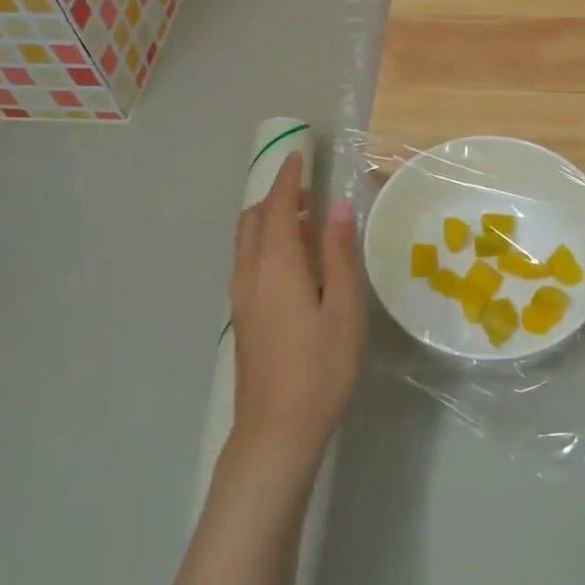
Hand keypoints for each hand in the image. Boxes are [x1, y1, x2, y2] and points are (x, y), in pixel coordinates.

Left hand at [228, 152, 364, 467]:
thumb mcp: (343, 306)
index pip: (278, 206)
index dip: (288, 178)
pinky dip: (267, 245)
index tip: (299, 156)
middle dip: (277, 197)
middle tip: (309, 193)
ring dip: (271, 221)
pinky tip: (295, 264)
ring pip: (248, 241)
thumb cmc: (320, 366)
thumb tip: (338, 208)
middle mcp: (250, 272)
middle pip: (254, 219)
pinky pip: (249, 262)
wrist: (277, 429)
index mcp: (276, 264)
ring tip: (307, 225)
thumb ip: (337, 253)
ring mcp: (241, 296)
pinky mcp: (242, 316)